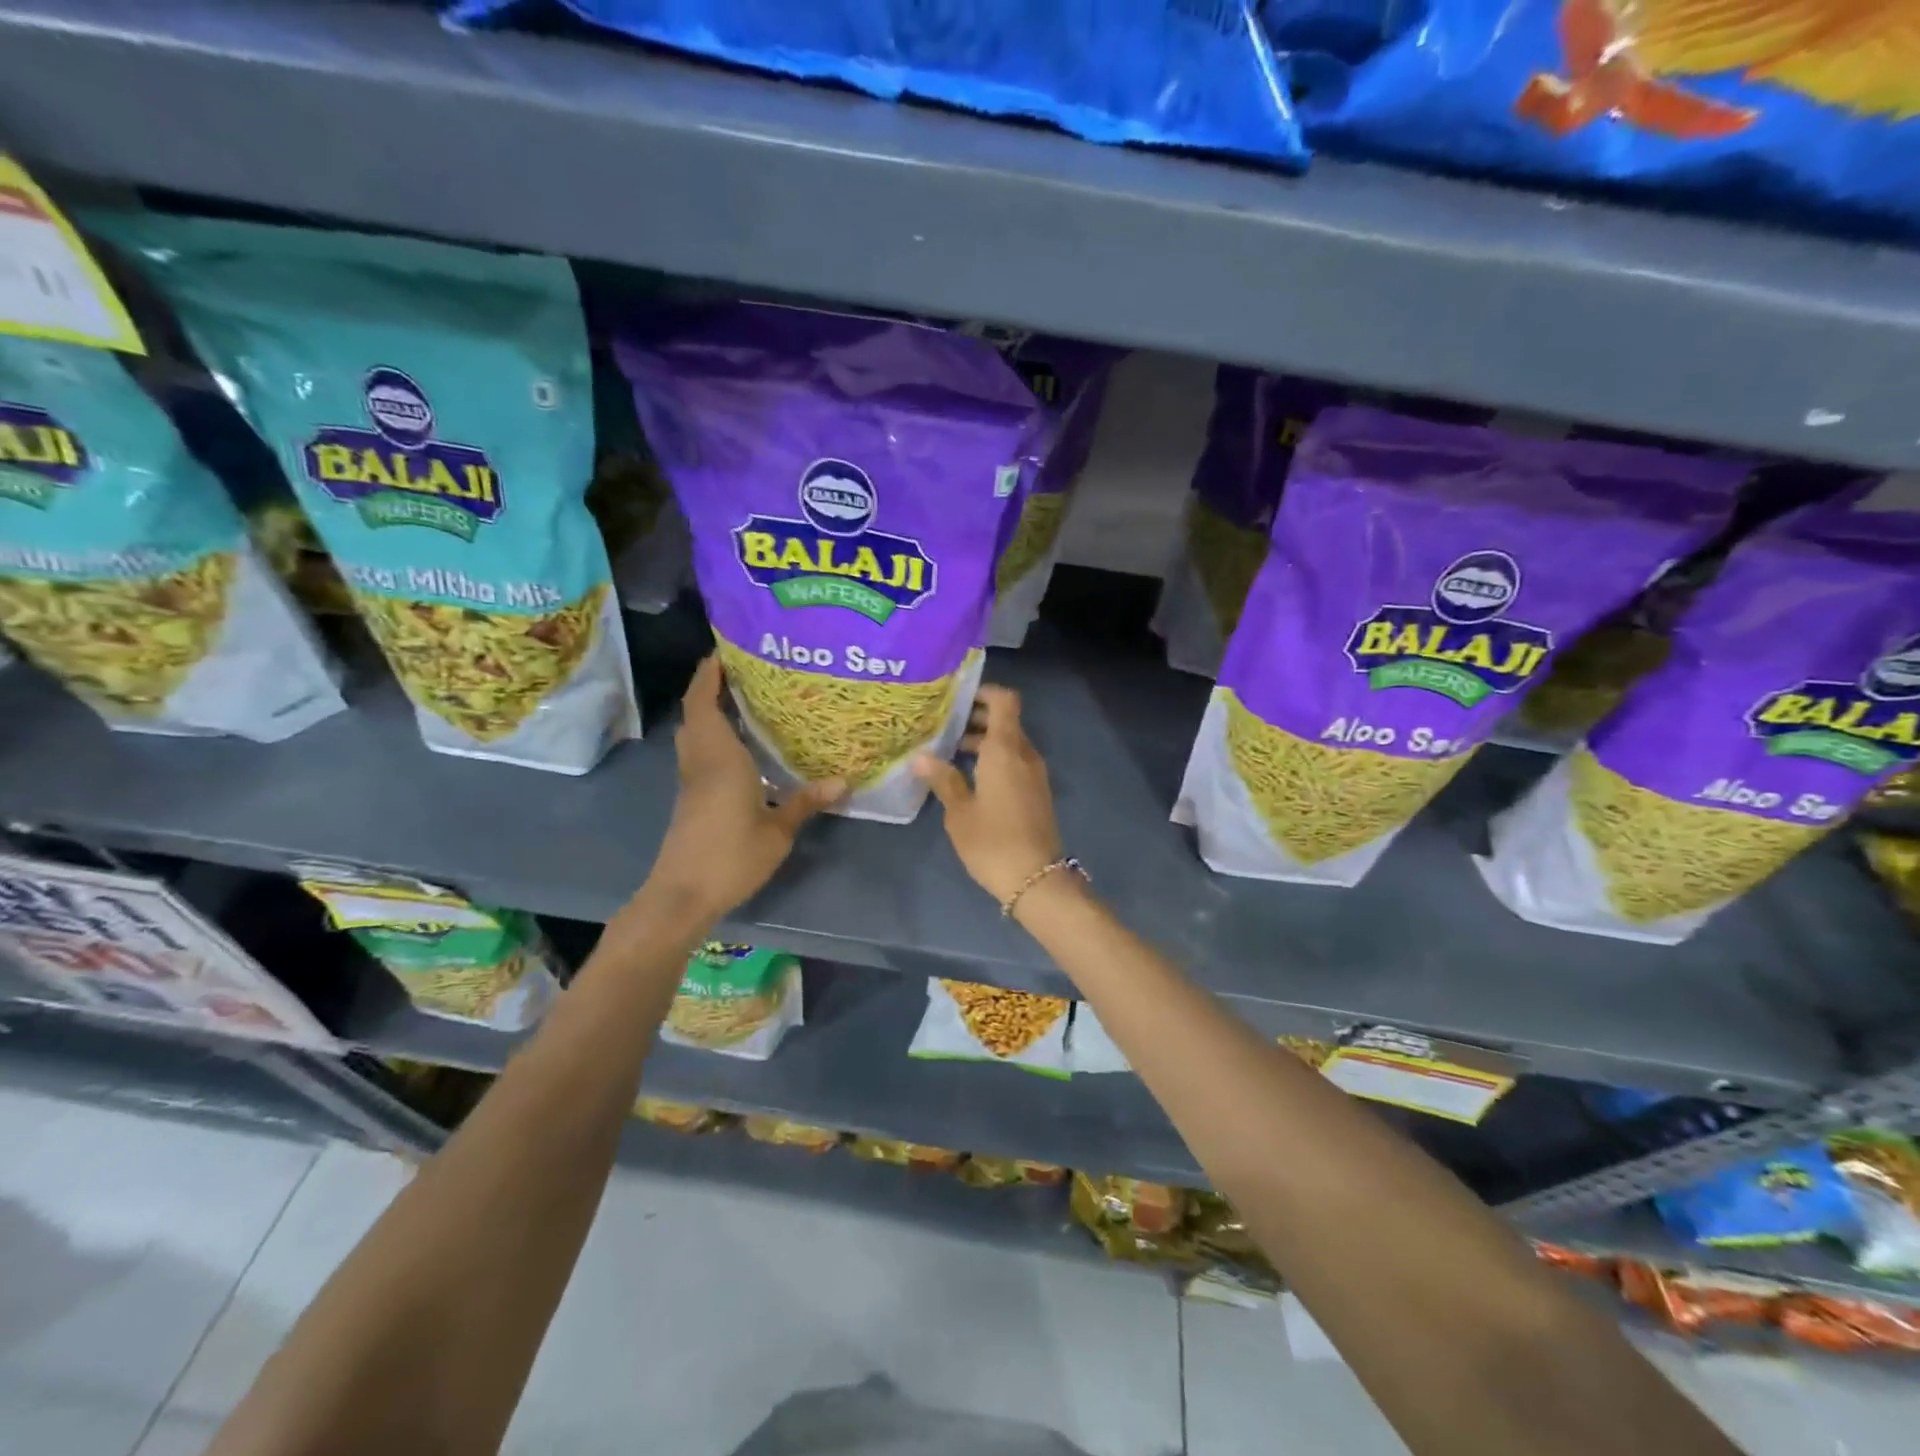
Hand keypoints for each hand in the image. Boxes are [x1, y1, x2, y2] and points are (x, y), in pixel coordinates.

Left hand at [643, 655, 842, 920]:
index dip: (709, 674)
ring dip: (710, 712)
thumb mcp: (777, 831)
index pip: (704, 703)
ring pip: (695, 733)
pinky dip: (714, 738)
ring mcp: (692, 781)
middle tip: (746, 673)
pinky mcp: (691, 798)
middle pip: (696, 713)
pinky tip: (742, 747)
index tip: (726, 651)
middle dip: (712, 687)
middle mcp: (701, 761)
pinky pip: (700, 753)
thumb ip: (806, 802)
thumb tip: (843, 781)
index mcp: (719, 758)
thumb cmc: (730, 856)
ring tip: (746, 701)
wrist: (683, 894)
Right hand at [913, 685, 1061, 905]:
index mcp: (1006, 750)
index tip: (957, 697)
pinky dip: (994, 760)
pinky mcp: (1036, 793)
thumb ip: (943, 779)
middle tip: (942, 724)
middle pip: (1005, 721)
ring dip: (984, 742)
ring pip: (1010, 744)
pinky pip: (1015, 763)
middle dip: (976, 718)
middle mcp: (1025, 755)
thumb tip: (921, 757)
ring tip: (948, 752)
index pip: (1005, 701)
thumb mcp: (959, 812)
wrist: (1036, 880)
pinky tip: (968, 777)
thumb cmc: (992, 841)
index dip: (984, 692)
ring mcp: (1034, 775)